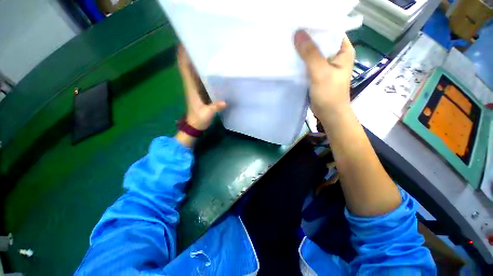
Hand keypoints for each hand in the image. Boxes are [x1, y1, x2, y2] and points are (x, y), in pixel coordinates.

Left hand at [177, 44, 225, 130]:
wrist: (194, 125)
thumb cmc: (198, 119)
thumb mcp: (207, 114)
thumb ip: (214, 108)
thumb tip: (224, 102)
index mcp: (191, 88)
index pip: (184, 68)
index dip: (183, 55)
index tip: (185, 42)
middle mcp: (191, 85)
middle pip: (187, 66)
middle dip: (189, 53)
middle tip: (199, 42)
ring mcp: (195, 88)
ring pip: (192, 70)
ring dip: (194, 60)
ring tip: (204, 50)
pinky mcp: (199, 91)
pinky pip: (198, 77)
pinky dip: (200, 70)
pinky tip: (208, 66)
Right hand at [294, 30, 354, 119]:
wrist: (329, 113)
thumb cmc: (330, 93)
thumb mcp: (321, 72)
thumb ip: (310, 54)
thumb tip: (298, 34)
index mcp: (343, 50)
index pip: (331, 30)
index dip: (318, 26)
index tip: (302, 23)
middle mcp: (336, 55)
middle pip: (321, 41)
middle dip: (308, 38)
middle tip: (292, 32)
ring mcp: (326, 65)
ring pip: (313, 53)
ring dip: (303, 50)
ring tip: (290, 43)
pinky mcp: (317, 74)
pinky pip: (309, 64)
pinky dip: (301, 61)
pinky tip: (292, 58)